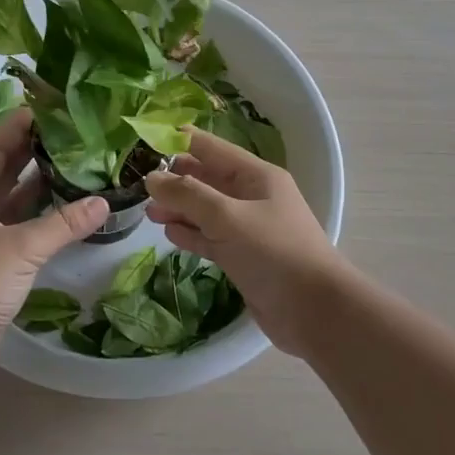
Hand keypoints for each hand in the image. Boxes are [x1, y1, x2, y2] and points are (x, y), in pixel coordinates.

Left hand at [0, 109, 107, 376]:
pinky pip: (18, 229)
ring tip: (74, 165)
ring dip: (39, 186)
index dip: (19, 128)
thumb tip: (103, 203)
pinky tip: (66, 212)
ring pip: (12, 202)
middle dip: (33, 153)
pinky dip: (40, 219)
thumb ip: (63, 224)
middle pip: (4, 172)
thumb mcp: (21, 247)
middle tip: (69, 134)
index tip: (47, 109)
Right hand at [144, 128, 355, 358]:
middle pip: (205, 178)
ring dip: (178, 208)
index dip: (177, 142)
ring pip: (204, 209)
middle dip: (174, 179)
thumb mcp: (227, 217)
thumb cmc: (274, 253)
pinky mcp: (242, 256)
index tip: (142, 143)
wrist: (315, 312)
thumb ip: (187, 195)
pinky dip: (190, 233)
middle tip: (138, 184)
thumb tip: (151, 178)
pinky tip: (170, 233)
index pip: (210, 148)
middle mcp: (251, 196)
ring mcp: (247, 227)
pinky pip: (209, 237)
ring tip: (149, 212)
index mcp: (255, 175)